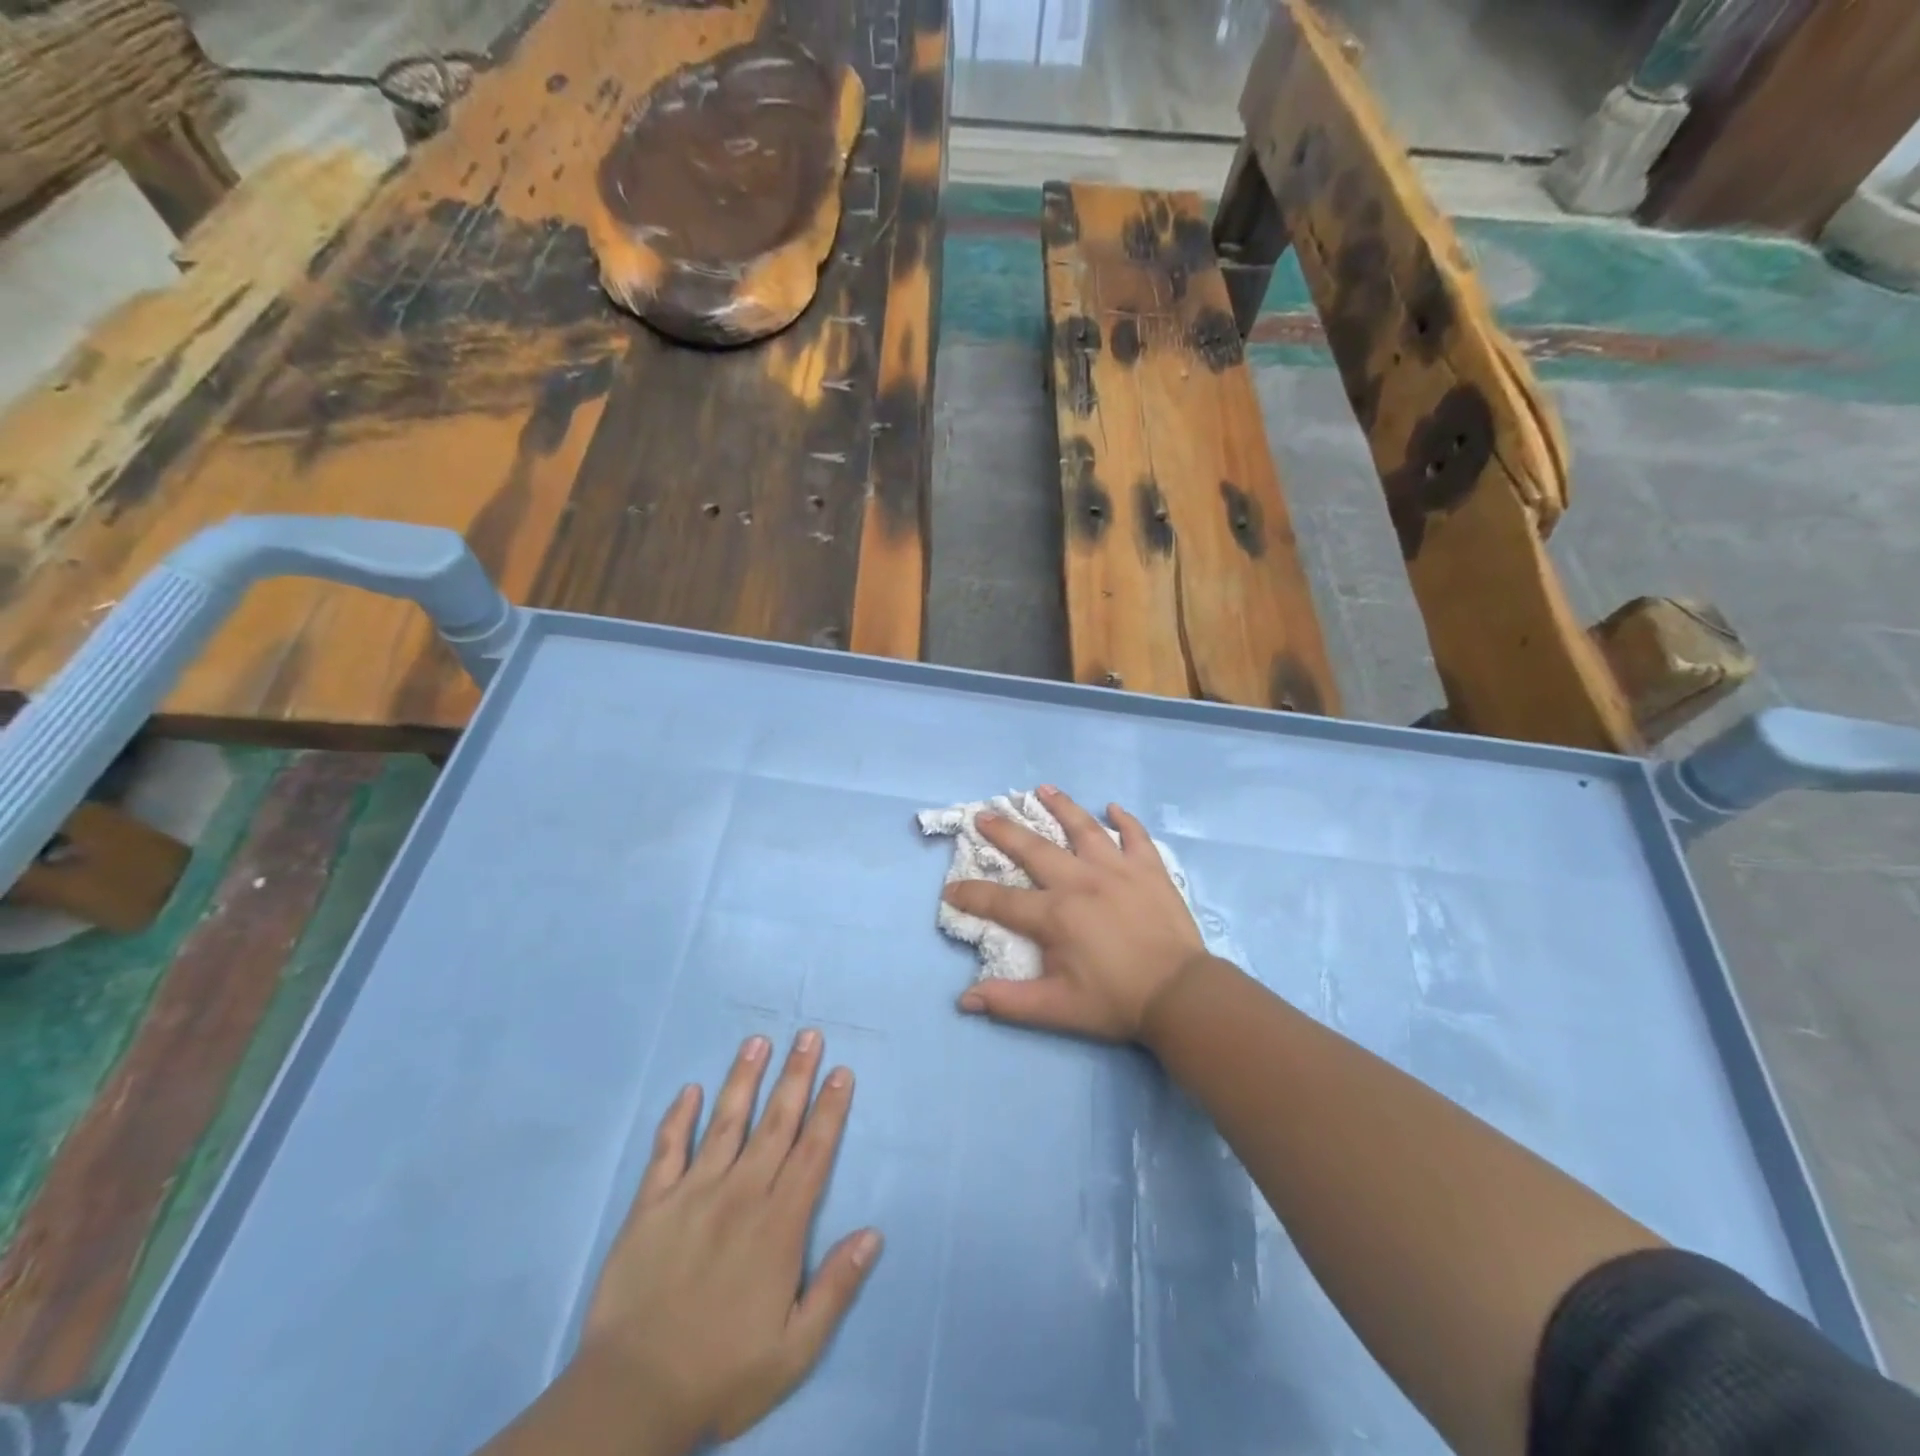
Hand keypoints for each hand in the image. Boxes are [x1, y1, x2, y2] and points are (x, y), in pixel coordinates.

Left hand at [575, 1032, 880, 1451]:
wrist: (632, 1396)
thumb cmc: (723, 1372)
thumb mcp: (795, 1348)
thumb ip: (836, 1287)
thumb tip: (873, 1233)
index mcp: (778, 1224)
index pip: (812, 1152)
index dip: (830, 1108)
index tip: (841, 1071)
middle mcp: (740, 1194)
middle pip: (775, 1123)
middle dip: (796, 1076)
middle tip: (809, 1034)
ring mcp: (692, 1194)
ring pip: (726, 1123)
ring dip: (744, 1079)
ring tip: (758, 1042)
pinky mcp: (650, 1205)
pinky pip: (666, 1150)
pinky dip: (677, 1118)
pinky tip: (688, 1090)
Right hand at [943, 786, 1205, 1042]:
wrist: (1181, 994)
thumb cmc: (1116, 1001)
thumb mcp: (1057, 1009)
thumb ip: (1009, 1002)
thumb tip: (964, 999)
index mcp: (1055, 914)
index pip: (1000, 901)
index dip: (971, 895)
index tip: (950, 889)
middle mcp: (1080, 881)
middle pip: (1034, 849)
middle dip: (1004, 831)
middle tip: (983, 814)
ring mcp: (1117, 869)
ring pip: (1083, 828)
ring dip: (1060, 807)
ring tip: (1042, 789)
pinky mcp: (1149, 869)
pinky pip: (1135, 836)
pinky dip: (1124, 820)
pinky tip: (1112, 807)